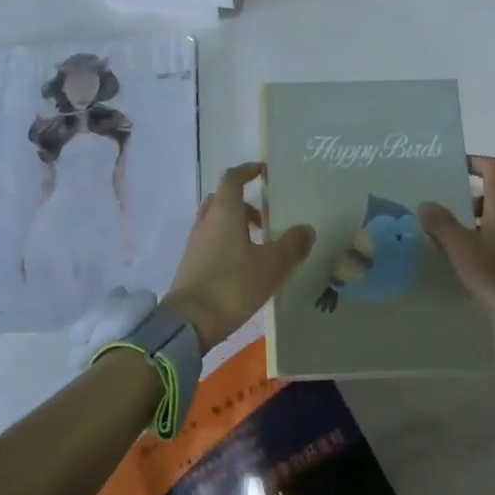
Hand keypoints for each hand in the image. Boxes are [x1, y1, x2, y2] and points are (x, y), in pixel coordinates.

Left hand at [164, 163, 314, 351]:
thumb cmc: (232, 285)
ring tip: (260, 244)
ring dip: (237, 225)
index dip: (247, 171)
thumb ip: (292, 245)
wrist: (189, 323)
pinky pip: (212, 241)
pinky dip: (228, 243)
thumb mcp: (271, 266)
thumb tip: (306, 229)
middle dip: (245, 203)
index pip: (232, 179)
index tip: (263, 172)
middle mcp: (206, 221)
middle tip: (266, 217)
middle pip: (223, 200)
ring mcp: (195, 243)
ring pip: (217, 222)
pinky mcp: (191, 264)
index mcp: (224, 212)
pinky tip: (245, 265)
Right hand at [419, 155, 494, 347]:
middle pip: (494, 197)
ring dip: (476, 226)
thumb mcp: (463, 251)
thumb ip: (442, 225)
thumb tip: (426, 204)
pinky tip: (473, 267)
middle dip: (467, 202)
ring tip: (451, 243)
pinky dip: (489, 245)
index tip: (454, 166)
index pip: (494, 168)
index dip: (474, 161)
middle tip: (441, 213)